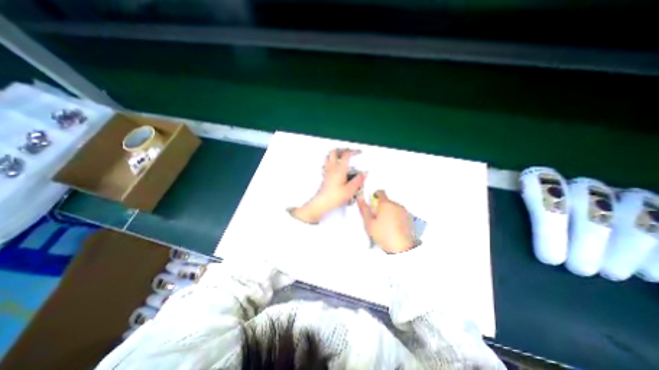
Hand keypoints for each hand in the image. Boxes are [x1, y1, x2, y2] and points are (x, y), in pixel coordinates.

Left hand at [292, 148, 368, 223]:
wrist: (322, 203)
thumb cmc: (334, 196)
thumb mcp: (350, 190)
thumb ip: (358, 181)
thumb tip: (364, 174)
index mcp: (339, 169)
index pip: (346, 155)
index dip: (353, 151)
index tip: (358, 152)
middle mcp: (332, 168)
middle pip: (334, 152)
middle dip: (342, 150)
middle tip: (348, 152)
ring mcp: (327, 172)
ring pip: (328, 157)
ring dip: (334, 155)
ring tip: (340, 156)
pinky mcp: (324, 177)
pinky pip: (326, 165)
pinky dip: (330, 162)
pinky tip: (333, 167)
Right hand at [358, 191, 412, 253]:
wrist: (401, 247)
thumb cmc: (384, 234)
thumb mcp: (369, 223)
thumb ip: (364, 209)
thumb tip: (360, 199)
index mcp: (386, 204)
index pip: (380, 192)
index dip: (374, 195)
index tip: (371, 203)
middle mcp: (396, 205)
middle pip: (386, 201)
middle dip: (380, 206)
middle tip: (375, 218)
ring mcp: (404, 211)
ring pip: (393, 207)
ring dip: (388, 212)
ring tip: (384, 224)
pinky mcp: (409, 218)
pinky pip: (399, 213)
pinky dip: (395, 217)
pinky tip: (392, 227)